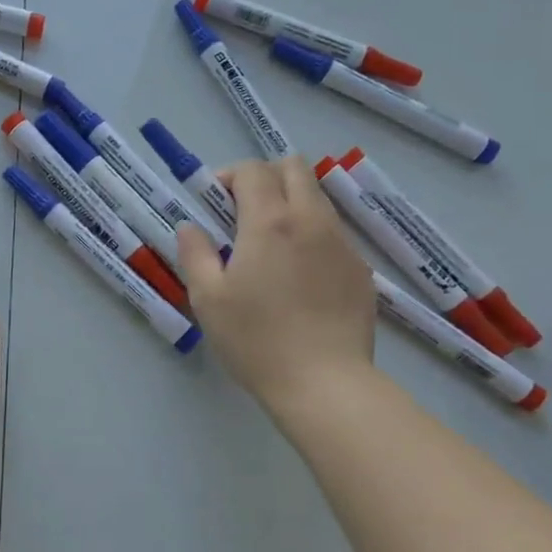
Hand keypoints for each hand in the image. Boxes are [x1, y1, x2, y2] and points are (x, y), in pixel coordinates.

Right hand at [175, 157, 375, 410]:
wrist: (324, 383)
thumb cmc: (255, 340)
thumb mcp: (208, 298)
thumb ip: (195, 253)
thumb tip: (191, 227)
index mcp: (270, 222)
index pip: (253, 170)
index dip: (229, 176)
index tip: (215, 204)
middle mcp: (311, 220)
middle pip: (294, 168)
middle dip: (265, 177)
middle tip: (243, 213)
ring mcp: (342, 244)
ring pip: (318, 198)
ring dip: (290, 203)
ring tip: (270, 246)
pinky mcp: (360, 269)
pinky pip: (333, 233)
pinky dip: (311, 235)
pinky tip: (298, 277)